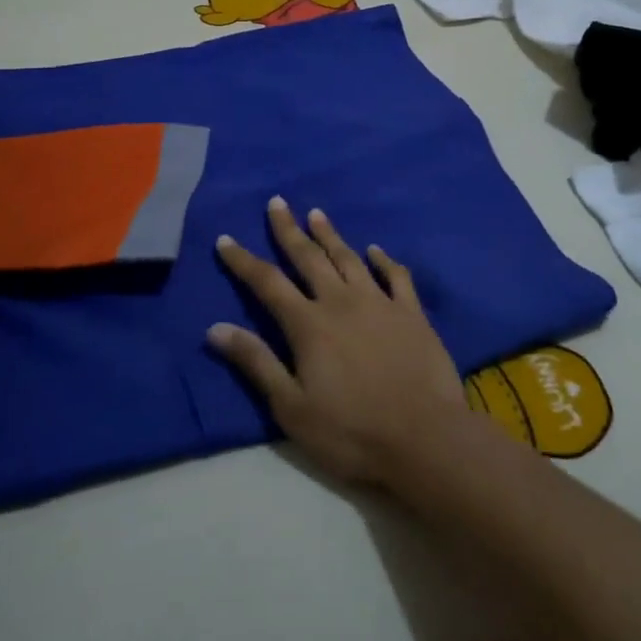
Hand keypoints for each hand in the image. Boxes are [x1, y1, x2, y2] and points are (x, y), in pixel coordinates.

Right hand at [209, 198, 468, 485]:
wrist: (424, 438)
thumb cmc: (352, 432)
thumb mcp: (292, 408)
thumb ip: (256, 363)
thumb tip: (216, 328)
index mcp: (309, 325)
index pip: (267, 283)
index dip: (244, 261)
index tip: (226, 239)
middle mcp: (341, 302)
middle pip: (309, 258)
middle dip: (289, 230)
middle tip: (278, 202)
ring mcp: (380, 303)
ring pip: (349, 258)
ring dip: (331, 235)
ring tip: (317, 213)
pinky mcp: (412, 313)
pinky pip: (396, 276)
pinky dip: (384, 259)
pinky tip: (375, 250)